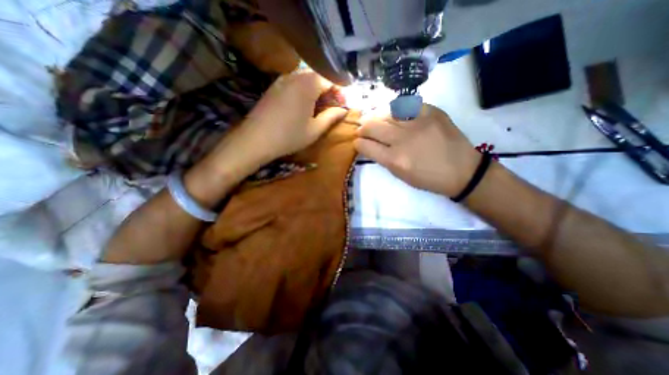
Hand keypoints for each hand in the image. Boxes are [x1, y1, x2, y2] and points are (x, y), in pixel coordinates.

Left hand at [183, 70, 346, 204]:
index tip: (343, 105)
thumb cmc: (289, 136)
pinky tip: (304, 106)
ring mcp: (282, 79)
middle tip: (333, 107)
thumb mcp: (315, 129)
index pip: (331, 79)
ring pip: (307, 78)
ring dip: (317, 90)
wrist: (255, 139)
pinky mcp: (274, 86)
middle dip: (329, 90)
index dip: (340, 91)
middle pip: (319, 76)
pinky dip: (304, 91)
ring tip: (319, 107)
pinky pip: (295, 82)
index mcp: (309, 84)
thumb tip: (344, 110)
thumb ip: (331, 117)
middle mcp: (295, 75)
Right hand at [355, 104, 480, 197]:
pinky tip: (397, 115)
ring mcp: (418, 123)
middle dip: (363, 128)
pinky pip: (406, 106)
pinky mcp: (432, 112)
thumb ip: (383, 159)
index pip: (366, 146)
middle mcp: (403, 140)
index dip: (358, 143)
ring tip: (378, 121)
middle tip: (363, 130)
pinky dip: (398, 110)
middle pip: (372, 126)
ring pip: (386, 113)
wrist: (461, 170)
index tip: (357, 142)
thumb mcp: (401, 175)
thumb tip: (371, 145)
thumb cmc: (428, 178)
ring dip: (378, 118)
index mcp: (395, 160)